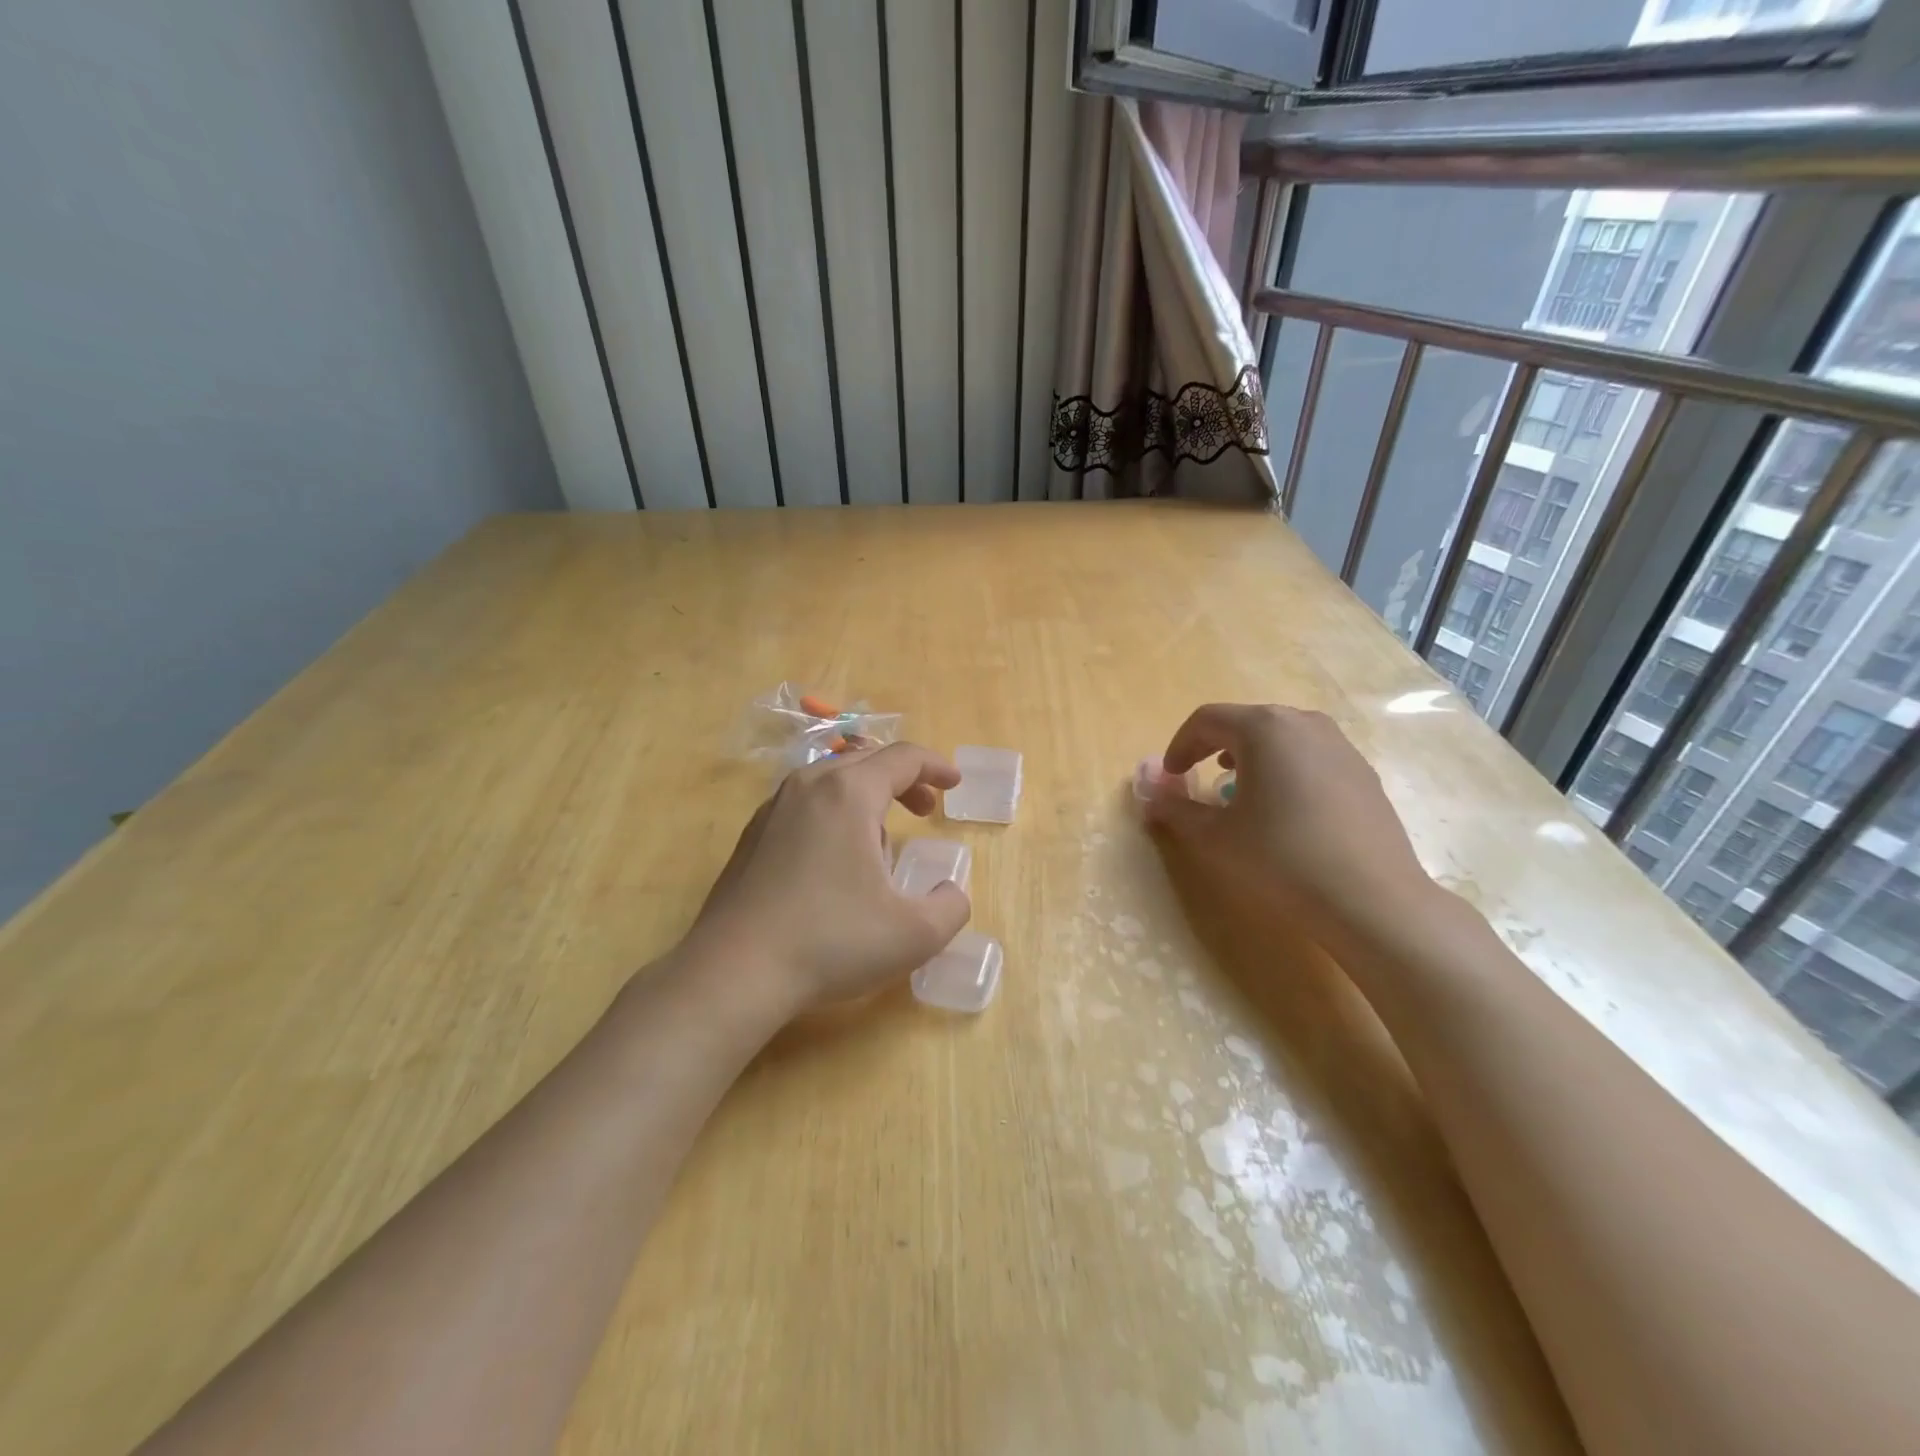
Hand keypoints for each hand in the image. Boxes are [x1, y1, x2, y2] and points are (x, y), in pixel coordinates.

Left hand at [684, 743, 972, 1013]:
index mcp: (849, 792)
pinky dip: (833, 813)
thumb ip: (951, 907)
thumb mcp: (914, 934)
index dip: (936, 767)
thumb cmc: (830, 942)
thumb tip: (950, 893)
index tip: (955, 784)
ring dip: (867, 796)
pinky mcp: (751, 836)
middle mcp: (808, 786)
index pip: (903, 757)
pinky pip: (805, 805)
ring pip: (831, 781)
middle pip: (866, 761)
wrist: (734, 972)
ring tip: (882, 839)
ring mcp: (773, 809)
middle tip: (925, 811)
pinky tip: (835, 859)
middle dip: (904, 780)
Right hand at [1144, 703, 1432, 941]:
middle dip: (1215, 747)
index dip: (1180, 745)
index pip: (1207, 719)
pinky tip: (1285, 811)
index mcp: (1265, 728)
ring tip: (1240, 791)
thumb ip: (1175, 809)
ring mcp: (1341, 747)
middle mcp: (1305, 724)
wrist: (1372, 901)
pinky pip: (1311, 757)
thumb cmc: (1281, 859)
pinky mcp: (1364, 774)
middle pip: (1247, 722)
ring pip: (1282, 738)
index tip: (1171, 777)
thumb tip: (1150, 795)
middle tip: (1200, 779)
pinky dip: (1285, 771)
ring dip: (1252, 757)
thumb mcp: (1215, 837)